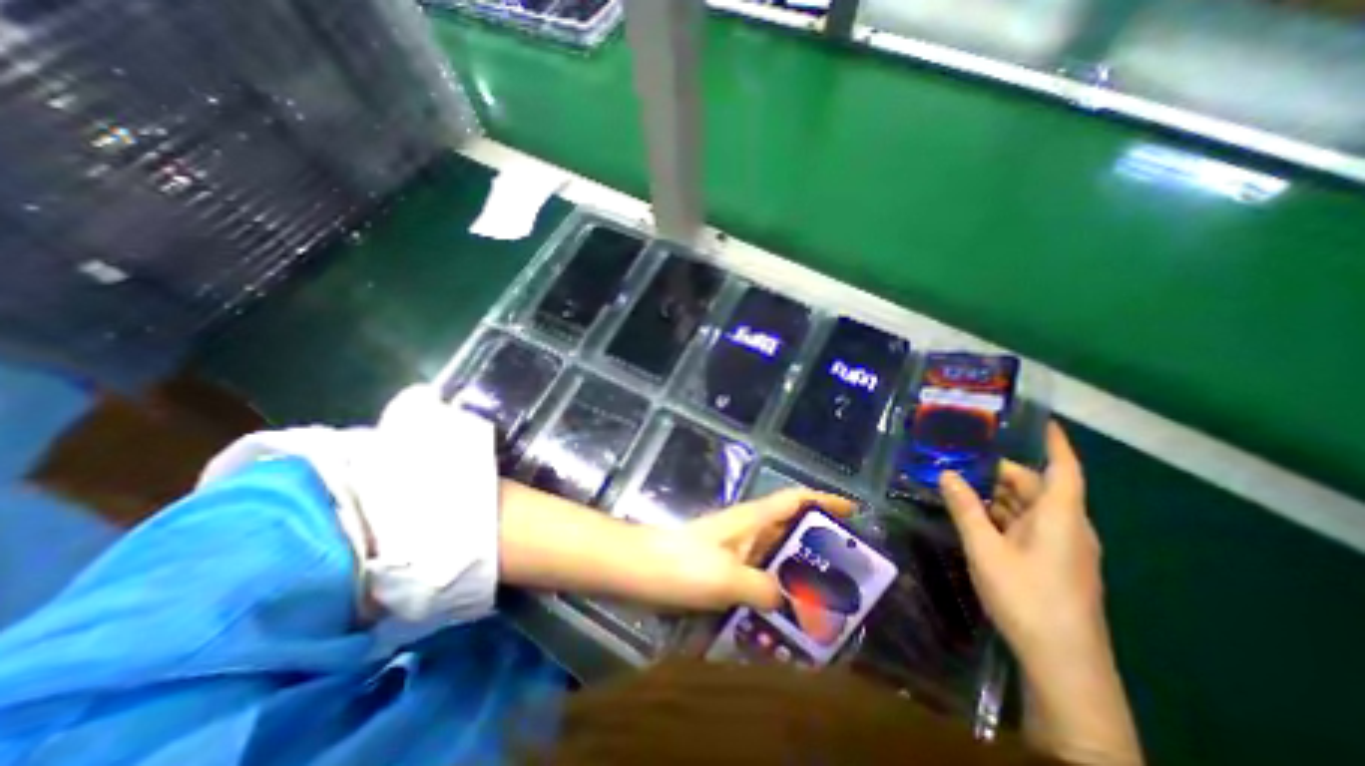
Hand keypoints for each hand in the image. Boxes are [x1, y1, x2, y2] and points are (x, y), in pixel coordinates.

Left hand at [670, 491, 849, 610]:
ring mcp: (733, 550)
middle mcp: (746, 530)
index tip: (852, 510)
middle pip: (789, 528)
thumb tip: (790, 599)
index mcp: (751, 519)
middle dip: (817, 545)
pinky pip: (757, 576)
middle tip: (846, 573)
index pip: (794, 499)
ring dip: (796, 572)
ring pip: (774, 555)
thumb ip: (765, 588)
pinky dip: (772, 590)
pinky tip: (782, 616)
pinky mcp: (721, 569)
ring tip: (823, 602)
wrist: (640, 569)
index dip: (823, 500)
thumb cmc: (684, 563)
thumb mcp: (729, 577)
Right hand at [947, 423, 1102, 666]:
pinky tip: (974, 516)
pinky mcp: (1054, 563)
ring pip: (1029, 508)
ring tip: (959, 483)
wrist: (1063, 664)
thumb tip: (946, 474)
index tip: (1042, 420)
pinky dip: (1002, 515)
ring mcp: (1062, 547)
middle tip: (961, 459)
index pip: (1065, 469)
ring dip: (997, 495)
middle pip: (1037, 487)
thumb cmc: (1027, 598)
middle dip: (1001, 471)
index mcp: (1060, 518)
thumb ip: (965, 509)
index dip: (1056, 443)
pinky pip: (1027, 526)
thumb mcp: (986, 549)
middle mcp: (1067, 527)